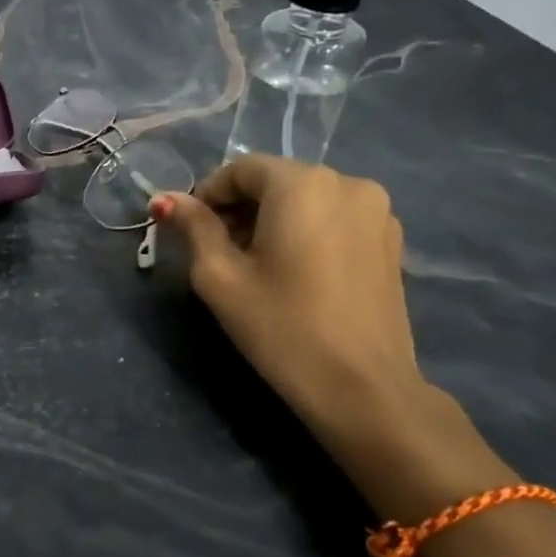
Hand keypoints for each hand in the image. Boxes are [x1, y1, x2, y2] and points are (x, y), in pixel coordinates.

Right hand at [153, 155, 430, 451]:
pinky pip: (334, 218)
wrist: (362, 387)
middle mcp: (347, 183)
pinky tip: (294, 271)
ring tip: (256, 264)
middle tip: (216, 251)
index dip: (208, 195)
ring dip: (272, 219)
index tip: (189, 230)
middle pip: (276, 180)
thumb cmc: (280, 327)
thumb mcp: (219, 277)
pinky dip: (305, 231)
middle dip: (240, 207)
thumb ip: (193, 227)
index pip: (241, 169)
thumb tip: (164, 199)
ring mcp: (378, 211)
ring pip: (306, 199)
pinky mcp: (391, 240)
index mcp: (302, 185)